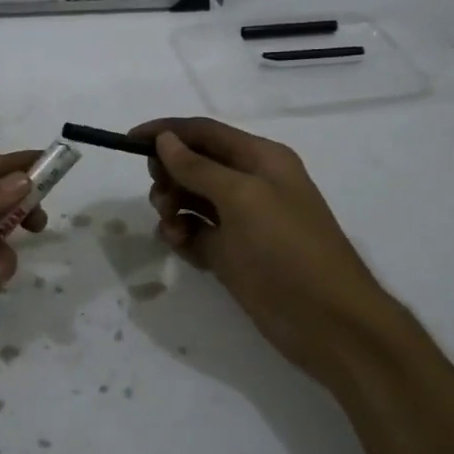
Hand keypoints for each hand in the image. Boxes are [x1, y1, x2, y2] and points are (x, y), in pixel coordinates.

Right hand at [131, 117, 393, 375]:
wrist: (325, 320)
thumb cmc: (287, 248)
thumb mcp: (242, 198)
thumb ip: (199, 168)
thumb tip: (165, 140)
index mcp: (261, 159)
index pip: (205, 133)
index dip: (167, 132)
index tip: (128, 140)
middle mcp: (249, 184)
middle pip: (194, 165)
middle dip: (169, 174)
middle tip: (161, 197)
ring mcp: (239, 221)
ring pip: (190, 199)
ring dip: (172, 206)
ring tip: (172, 227)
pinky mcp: (230, 254)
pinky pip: (194, 233)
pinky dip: (181, 235)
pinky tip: (180, 245)